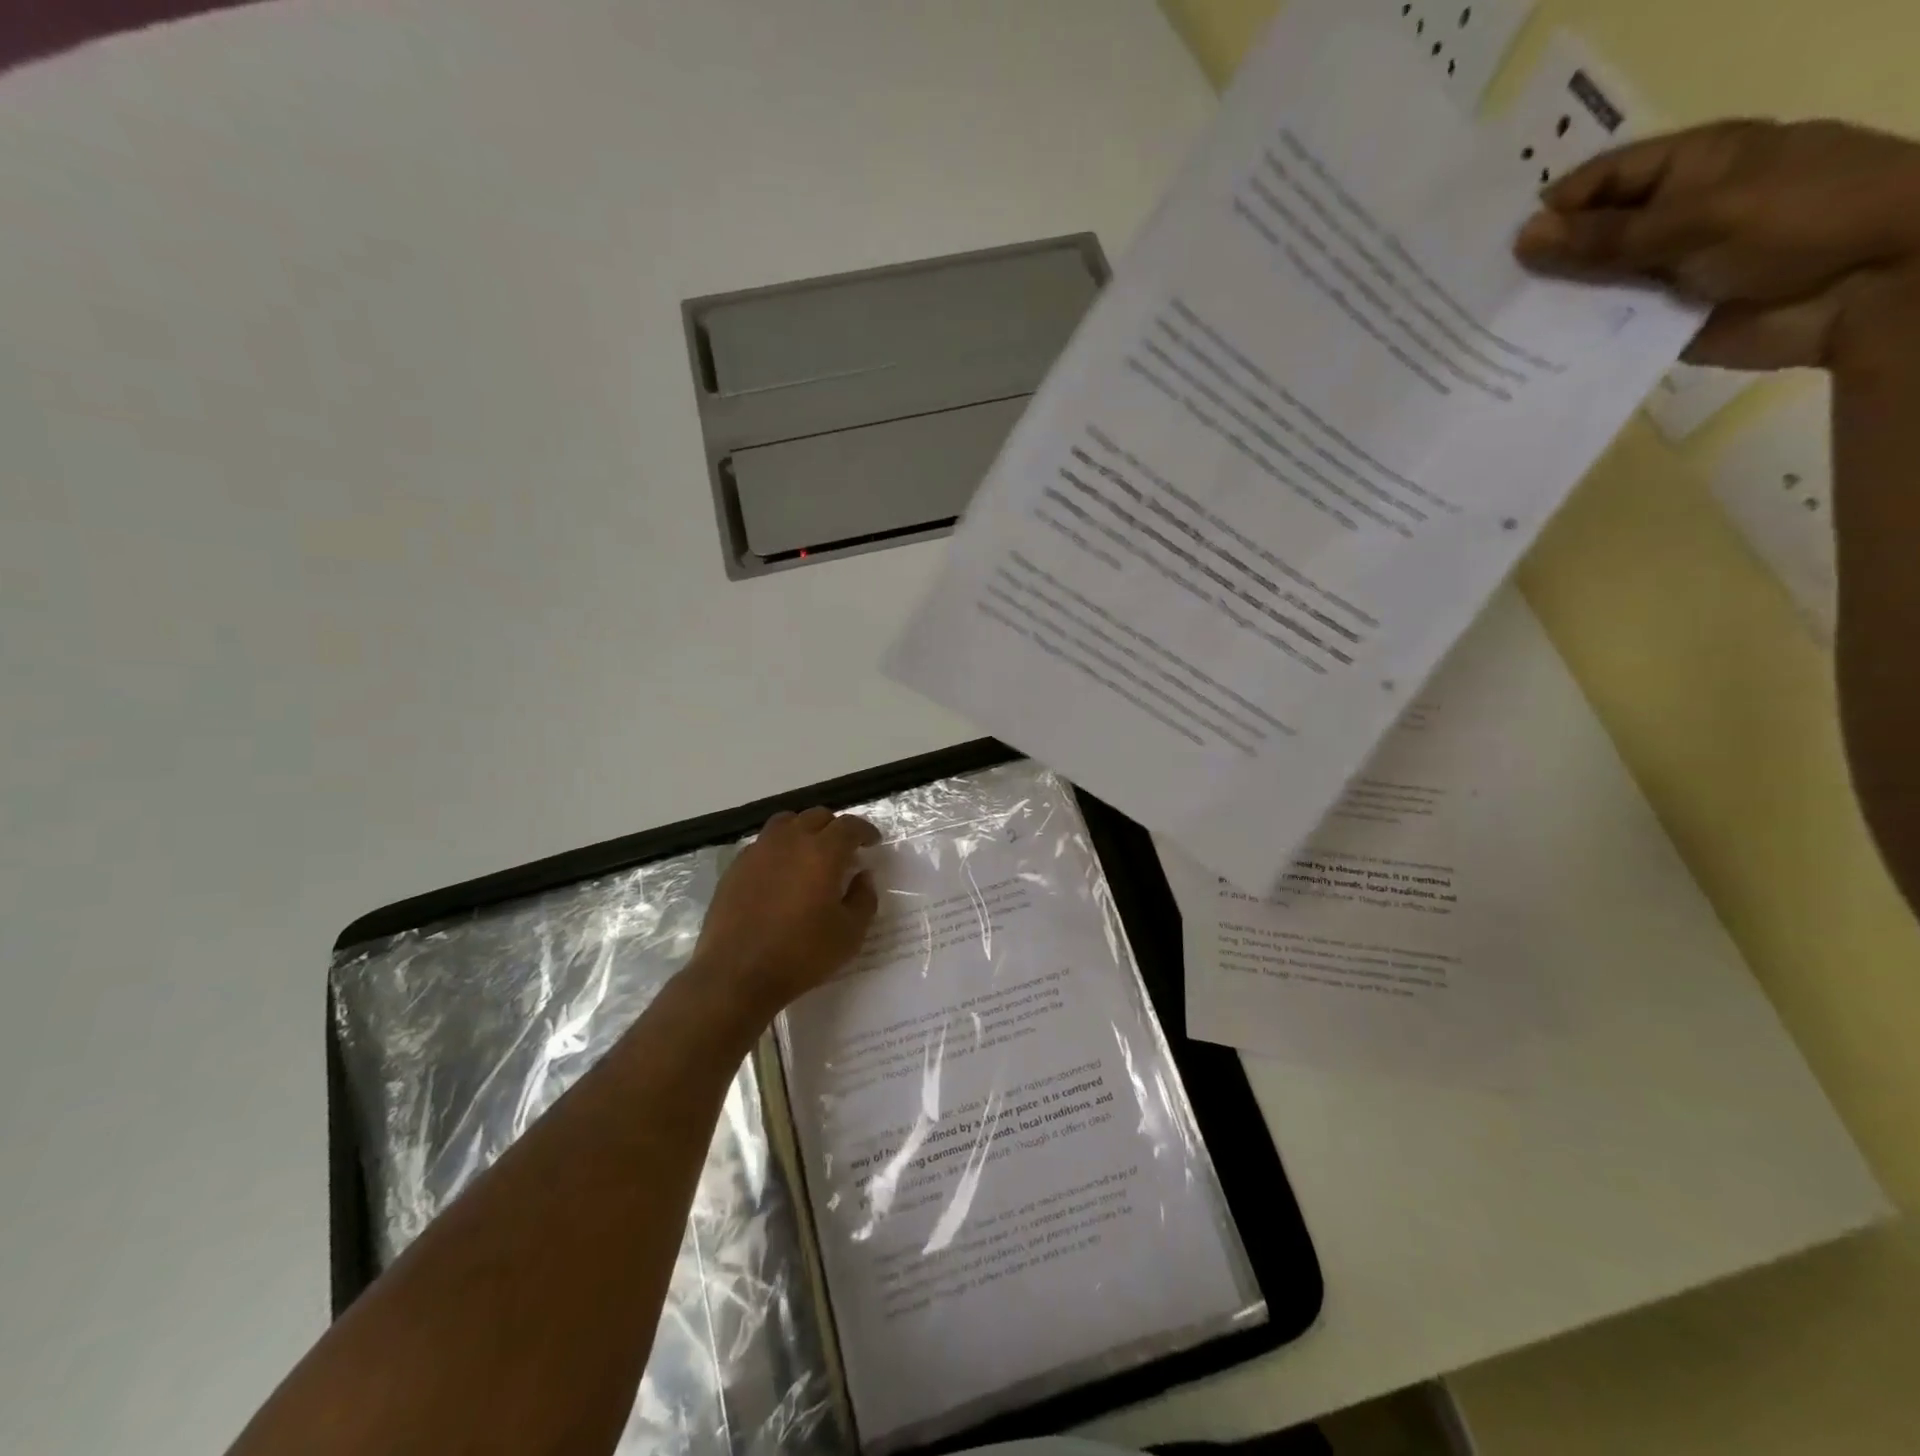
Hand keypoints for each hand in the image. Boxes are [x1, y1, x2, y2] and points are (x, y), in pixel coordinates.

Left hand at [691, 807, 881, 1019]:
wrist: (736, 974)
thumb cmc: (801, 955)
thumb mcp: (850, 934)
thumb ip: (864, 898)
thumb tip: (863, 875)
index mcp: (822, 852)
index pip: (849, 825)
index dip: (865, 830)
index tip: (872, 842)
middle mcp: (790, 841)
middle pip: (816, 816)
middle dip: (835, 827)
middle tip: (844, 849)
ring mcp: (758, 851)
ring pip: (786, 823)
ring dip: (804, 830)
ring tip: (810, 852)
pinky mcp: (735, 867)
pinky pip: (763, 843)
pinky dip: (779, 848)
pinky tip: (781, 872)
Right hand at [1514, 120, 1919, 370]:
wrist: (1877, 285)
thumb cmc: (1805, 219)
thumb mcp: (1701, 216)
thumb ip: (1608, 236)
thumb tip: (1523, 238)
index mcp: (1684, 170)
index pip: (1598, 182)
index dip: (1548, 208)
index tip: (1491, 248)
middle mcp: (1664, 220)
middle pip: (1584, 238)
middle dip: (1536, 262)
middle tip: (1473, 294)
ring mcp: (1658, 275)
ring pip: (1586, 288)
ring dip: (1545, 306)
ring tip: (1483, 330)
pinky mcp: (1654, 324)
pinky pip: (1600, 331)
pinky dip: (1566, 342)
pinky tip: (1518, 358)